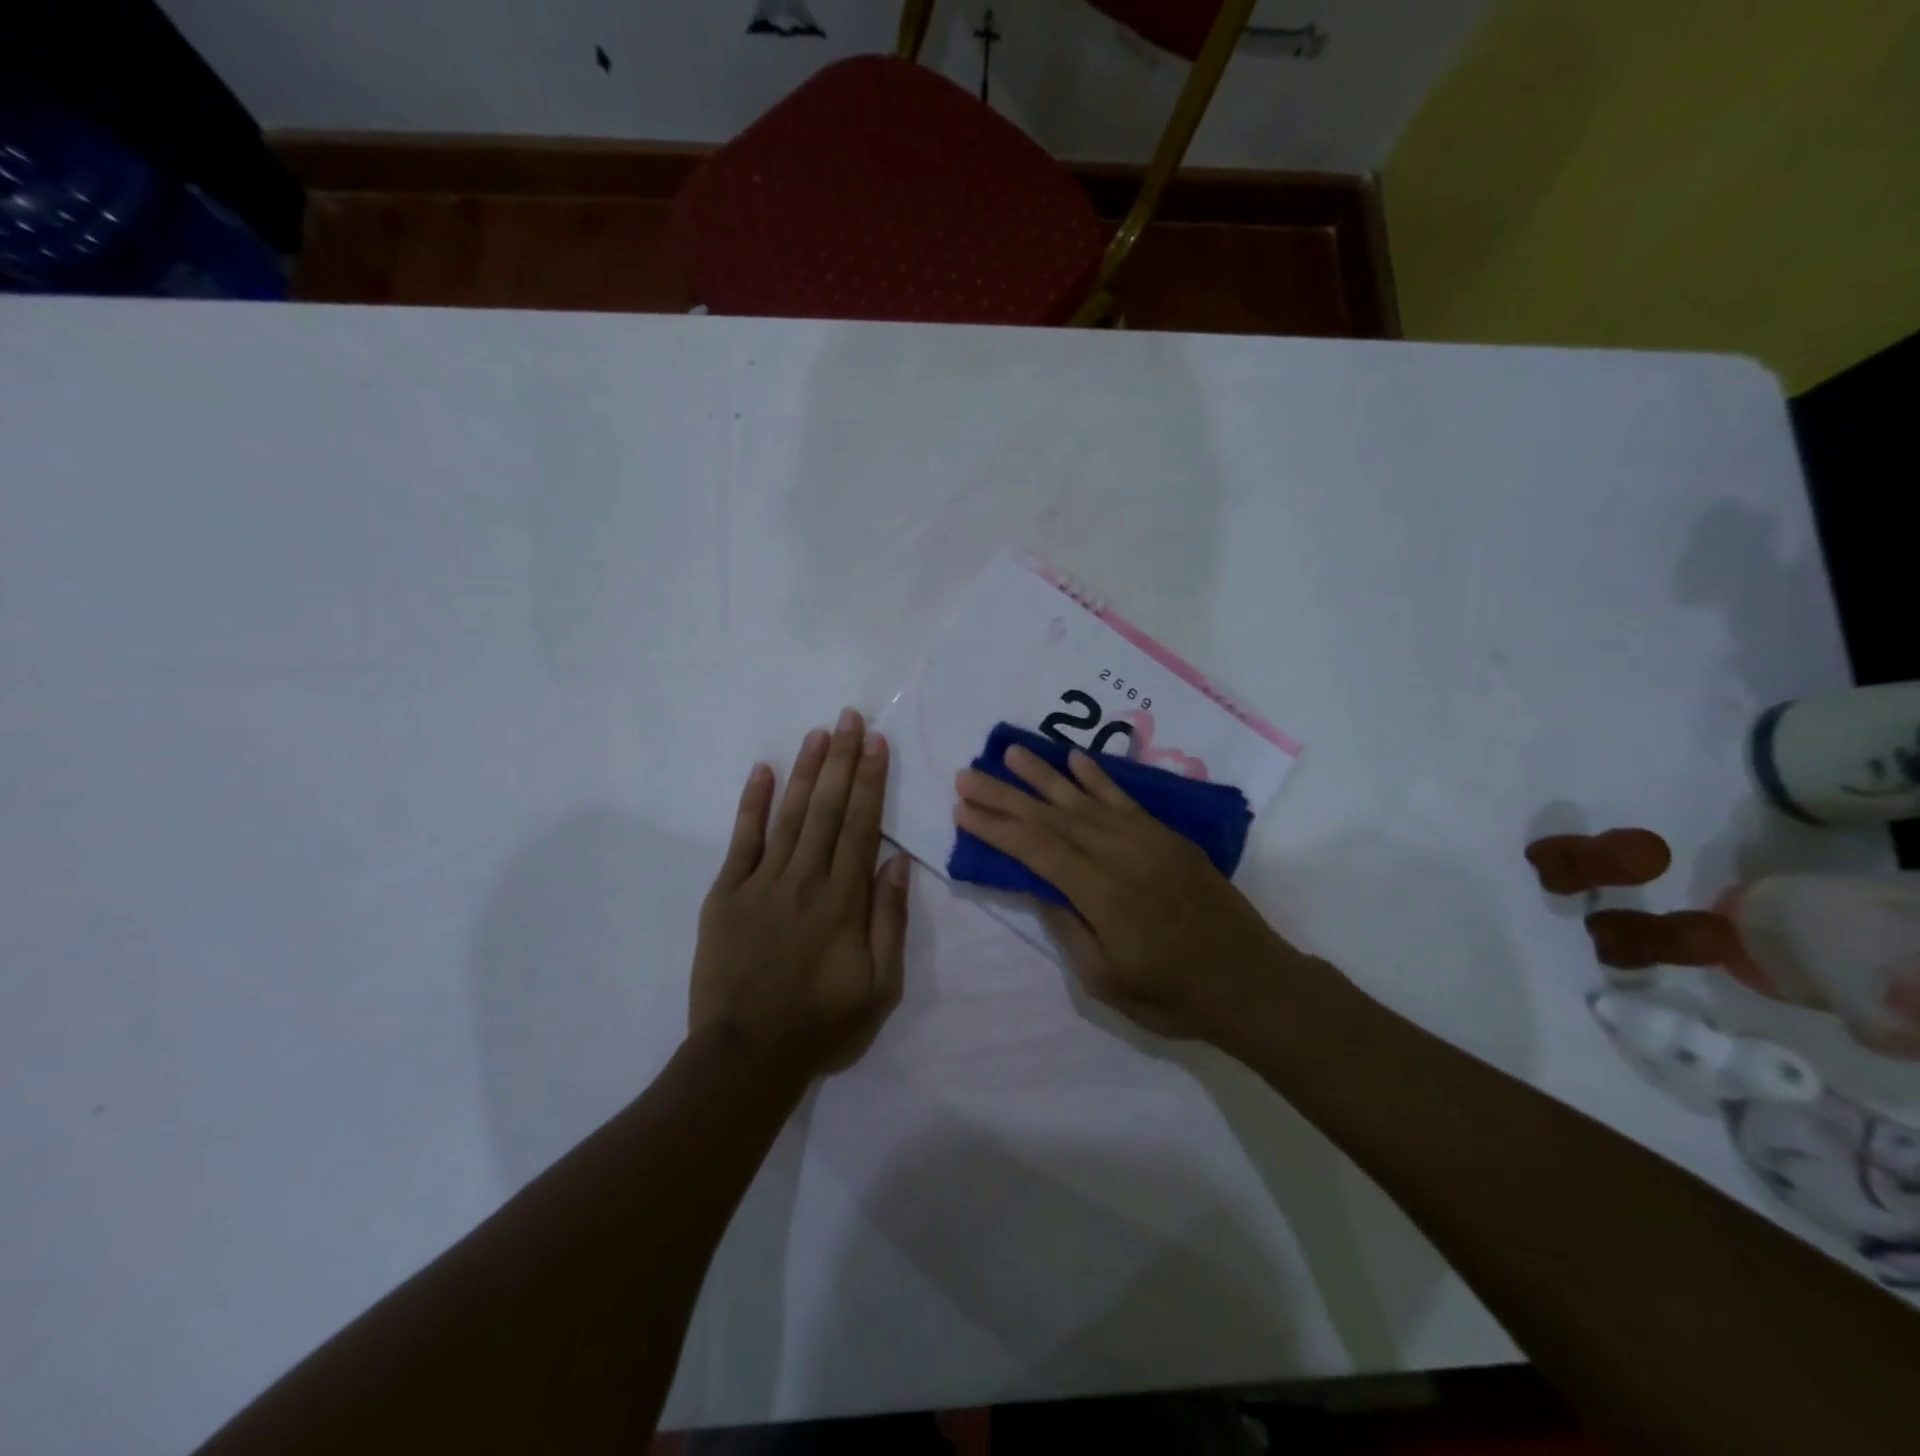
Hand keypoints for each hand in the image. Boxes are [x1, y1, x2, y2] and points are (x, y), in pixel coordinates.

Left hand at [691, 709, 911, 1079]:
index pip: (862, 826)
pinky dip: (752, 804)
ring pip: (790, 815)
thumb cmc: (822, 1025)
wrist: (746, 1057)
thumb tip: (896, 862)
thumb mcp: (880, 987)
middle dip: (842, 760)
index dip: (871, 781)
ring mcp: (761, 884)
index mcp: (844, 901)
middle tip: (850, 717)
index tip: (877, 744)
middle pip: (828, 808)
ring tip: (818, 733)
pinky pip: (742, 841)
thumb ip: (889, 921)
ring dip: (806, 771)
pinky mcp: (726, 895)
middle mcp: (805, 880)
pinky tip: (763, 771)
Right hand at [953, 744, 1309, 1042]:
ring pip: (1084, 799)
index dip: (997, 827)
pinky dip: (1097, 777)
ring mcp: (1147, 840)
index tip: (962, 809)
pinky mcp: (1167, 836)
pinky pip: (1124, 799)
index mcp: (1102, 894)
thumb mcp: (1106, 981)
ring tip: (1009, 752)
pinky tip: (1074, 759)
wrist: (1252, 982)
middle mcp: (1121, 854)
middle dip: (1005, 794)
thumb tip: (1038, 886)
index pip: (1037, 849)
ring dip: (1043, 774)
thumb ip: (1069, 928)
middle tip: (967, 774)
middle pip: (1052, 817)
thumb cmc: (1173, 995)